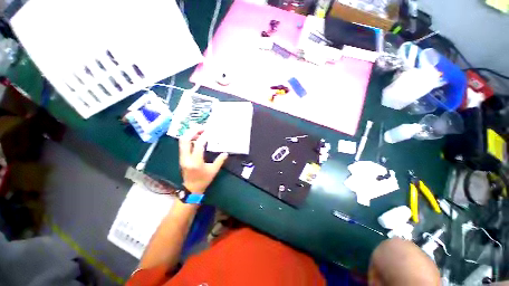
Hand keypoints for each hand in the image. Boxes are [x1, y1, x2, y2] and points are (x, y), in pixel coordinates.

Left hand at [179, 130, 227, 193]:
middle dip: (192, 131)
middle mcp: (186, 158)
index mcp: (195, 162)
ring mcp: (182, 157)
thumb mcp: (213, 171)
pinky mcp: (181, 157)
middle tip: (202, 127)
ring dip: (190, 134)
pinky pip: (183, 145)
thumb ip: (220, 161)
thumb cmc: (203, 180)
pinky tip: (196, 137)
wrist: (191, 188)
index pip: (198, 146)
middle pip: (185, 140)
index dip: (203, 137)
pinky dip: (189, 138)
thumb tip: (225, 153)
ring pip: (182, 141)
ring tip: (199, 130)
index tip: (209, 132)